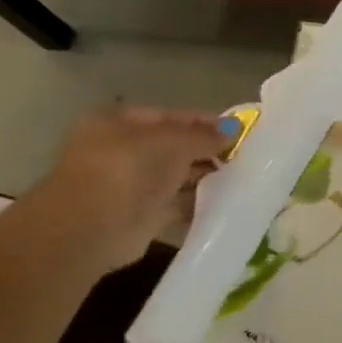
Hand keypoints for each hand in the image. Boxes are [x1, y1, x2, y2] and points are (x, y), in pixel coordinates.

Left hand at [27, 105, 228, 271]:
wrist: (93, 226)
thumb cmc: (127, 169)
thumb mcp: (171, 142)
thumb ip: (204, 135)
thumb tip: (234, 129)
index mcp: (119, 122)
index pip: (171, 116)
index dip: (206, 122)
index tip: (241, 132)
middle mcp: (124, 149)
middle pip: (176, 146)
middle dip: (209, 151)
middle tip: (248, 158)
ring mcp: (133, 182)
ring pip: (179, 175)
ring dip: (207, 176)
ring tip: (245, 178)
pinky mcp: (144, 213)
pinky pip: (180, 202)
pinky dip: (200, 201)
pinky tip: (228, 201)